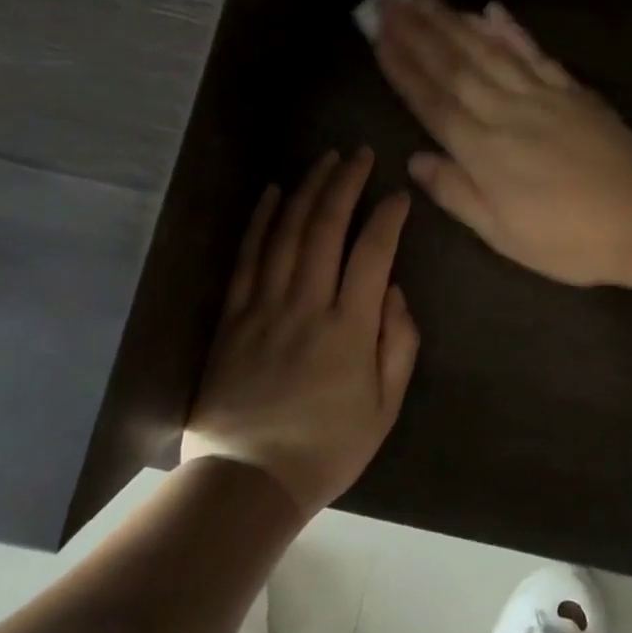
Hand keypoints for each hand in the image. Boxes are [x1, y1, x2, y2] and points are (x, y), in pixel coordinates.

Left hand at [181, 149, 419, 517]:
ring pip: (288, 233)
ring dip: (308, 190)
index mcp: (349, 328)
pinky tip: (274, 193)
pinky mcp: (232, 315)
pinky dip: (261, 220)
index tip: (398, 194)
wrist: (248, 479)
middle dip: (346, 184)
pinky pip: (247, 257)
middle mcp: (306, 305)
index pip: (372, 253)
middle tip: (359, 153)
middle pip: (326, 228)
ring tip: (325, 160)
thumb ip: (398, 344)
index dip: (387, 217)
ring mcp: (264, 306)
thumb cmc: (326, 447)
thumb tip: (394, 290)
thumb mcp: (384, 408)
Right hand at [375, 0, 631, 288]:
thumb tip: (414, 159)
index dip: (402, 67)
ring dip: (452, 20)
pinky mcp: (572, 90)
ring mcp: (542, 95)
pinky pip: (534, 52)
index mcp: (484, 150)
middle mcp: (506, 112)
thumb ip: (456, 192)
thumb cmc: (568, 240)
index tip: (378, 36)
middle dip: (417, 31)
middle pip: (454, 65)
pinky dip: (510, 29)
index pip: (432, 100)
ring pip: (488, 50)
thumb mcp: (503, 234)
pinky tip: (490, 9)